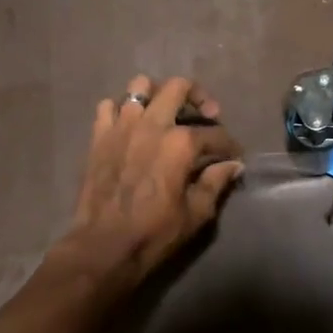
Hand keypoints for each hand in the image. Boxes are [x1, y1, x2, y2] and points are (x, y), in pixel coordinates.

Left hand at [58, 75, 242, 282]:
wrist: (103, 247)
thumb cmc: (154, 233)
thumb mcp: (196, 213)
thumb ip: (216, 182)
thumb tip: (233, 165)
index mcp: (181, 143)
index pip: (215, 134)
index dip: (229, 145)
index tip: (234, 156)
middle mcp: (153, 124)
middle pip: (179, 87)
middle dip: (199, 96)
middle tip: (206, 115)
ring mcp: (122, 126)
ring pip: (140, 85)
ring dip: (157, 95)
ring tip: (165, 113)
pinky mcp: (98, 136)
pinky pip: (108, 106)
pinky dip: (121, 110)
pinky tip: (130, 126)